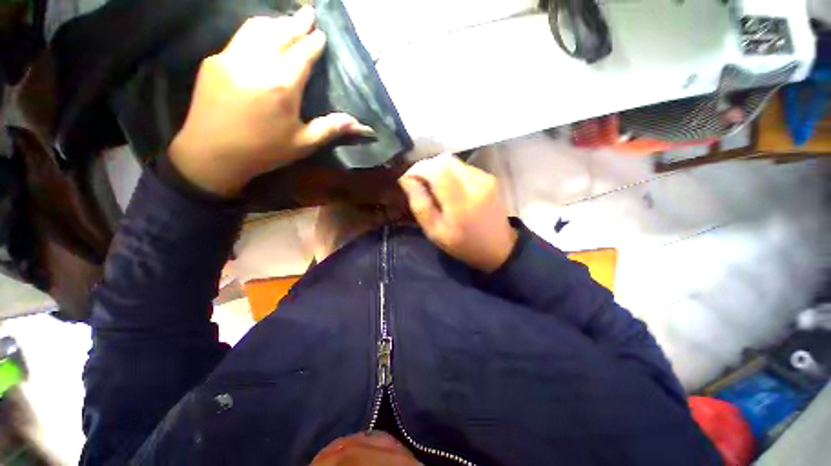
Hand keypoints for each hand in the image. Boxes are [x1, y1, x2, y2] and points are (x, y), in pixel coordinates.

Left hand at [169, 7, 372, 196]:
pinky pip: (239, 38)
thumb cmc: (263, 151)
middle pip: (280, 33)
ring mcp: (230, 58)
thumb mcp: (302, 144)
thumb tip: (357, 124)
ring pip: (256, 29)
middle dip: (297, 22)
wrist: (211, 154)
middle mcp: (256, 64)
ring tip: (287, 21)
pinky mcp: (213, 61)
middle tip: (309, 13)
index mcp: (281, 85)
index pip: (302, 54)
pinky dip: (255, 32)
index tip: (321, 35)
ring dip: (275, 22)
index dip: (313, 43)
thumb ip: (330, 128)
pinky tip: (262, 37)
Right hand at [398, 153, 517, 272]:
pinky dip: (451, 173)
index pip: (437, 169)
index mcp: (460, 204)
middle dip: (427, 167)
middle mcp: (475, 185)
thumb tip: (407, 179)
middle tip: (420, 183)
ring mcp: (485, 179)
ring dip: (439, 170)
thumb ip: (420, 205)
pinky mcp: (489, 177)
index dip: (418, 169)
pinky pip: (463, 167)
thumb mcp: (434, 232)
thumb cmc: (463, 244)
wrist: (498, 247)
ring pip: (453, 161)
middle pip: (444, 160)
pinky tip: (450, 188)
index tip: (409, 179)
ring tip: (435, 187)